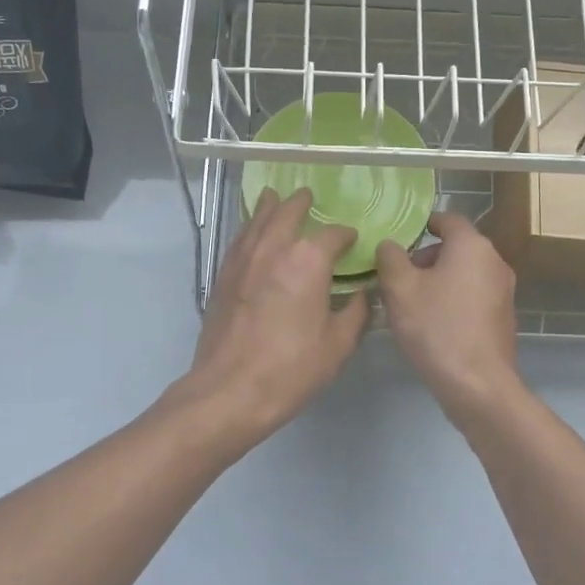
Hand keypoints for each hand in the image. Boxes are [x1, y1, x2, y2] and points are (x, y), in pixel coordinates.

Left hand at [172, 187, 369, 450]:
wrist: (230, 390)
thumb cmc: (291, 368)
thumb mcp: (338, 344)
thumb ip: (355, 312)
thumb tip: (362, 294)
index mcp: (307, 260)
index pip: (332, 235)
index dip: (345, 235)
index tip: (352, 239)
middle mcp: (273, 248)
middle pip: (286, 213)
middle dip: (299, 203)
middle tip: (306, 195)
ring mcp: (242, 260)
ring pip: (256, 221)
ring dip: (269, 207)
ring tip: (273, 197)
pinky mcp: (222, 276)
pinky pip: (239, 240)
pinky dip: (249, 229)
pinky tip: (251, 234)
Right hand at [376, 211, 521, 419]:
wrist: (478, 385)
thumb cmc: (436, 327)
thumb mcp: (399, 288)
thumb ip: (390, 258)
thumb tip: (390, 245)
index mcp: (472, 246)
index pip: (448, 219)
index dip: (423, 223)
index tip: (400, 237)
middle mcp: (494, 261)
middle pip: (456, 247)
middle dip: (426, 257)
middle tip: (398, 277)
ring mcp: (503, 291)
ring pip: (464, 273)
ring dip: (438, 280)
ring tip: (410, 303)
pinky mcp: (503, 318)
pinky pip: (473, 296)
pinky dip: (453, 299)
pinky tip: (432, 324)